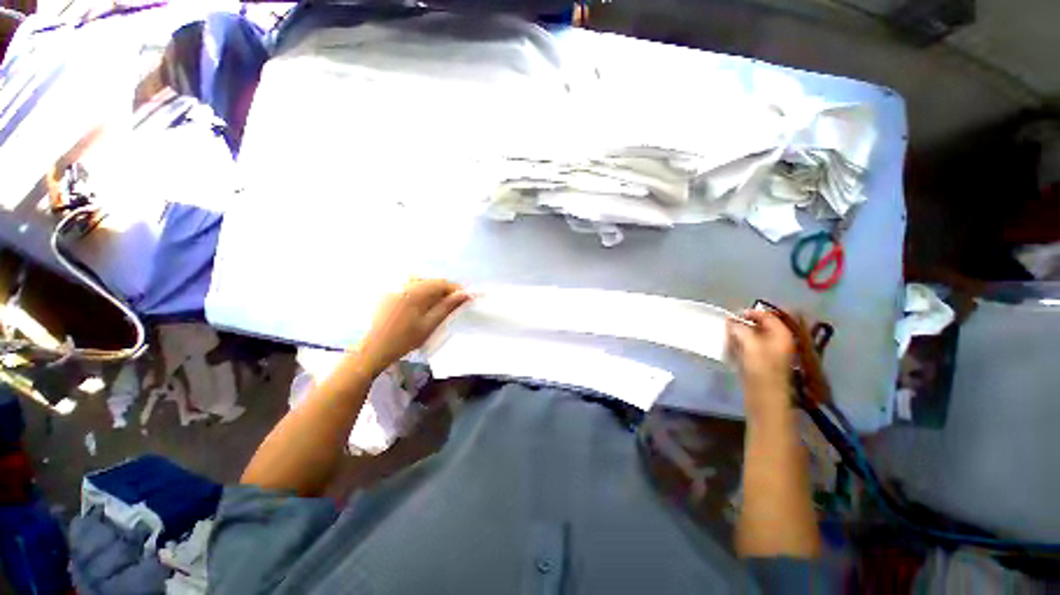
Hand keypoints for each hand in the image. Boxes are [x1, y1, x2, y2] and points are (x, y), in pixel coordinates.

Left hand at [357, 279, 469, 376]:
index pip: (442, 283)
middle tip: (456, 304)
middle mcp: (404, 284)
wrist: (374, 348)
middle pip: (432, 282)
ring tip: (440, 305)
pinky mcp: (389, 292)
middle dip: (445, 291)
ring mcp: (395, 287)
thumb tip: (464, 294)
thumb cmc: (404, 338)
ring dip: (434, 291)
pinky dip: (421, 293)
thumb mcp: (430, 324)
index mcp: (415, 291)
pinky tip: (423, 305)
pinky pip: (411, 286)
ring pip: (422, 283)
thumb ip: (447, 306)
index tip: (468, 298)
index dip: (457, 289)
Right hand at [727, 309, 794, 421]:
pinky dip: (742, 343)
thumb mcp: (750, 344)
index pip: (769, 315)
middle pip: (763, 325)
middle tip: (730, 324)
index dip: (752, 312)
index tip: (734, 315)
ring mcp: (772, 353)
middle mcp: (780, 341)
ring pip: (756, 336)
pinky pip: (752, 347)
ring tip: (729, 335)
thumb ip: (740, 329)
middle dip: (746, 323)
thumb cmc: (761, 368)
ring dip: (742, 333)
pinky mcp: (762, 362)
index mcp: (782, 334)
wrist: (765, 397)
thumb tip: (732, 321)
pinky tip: (732, 347)